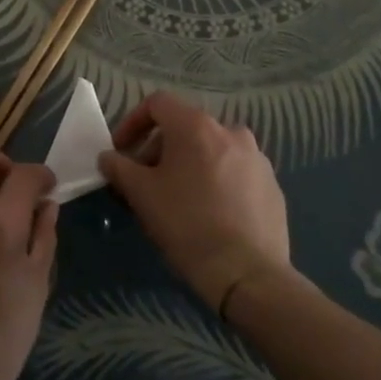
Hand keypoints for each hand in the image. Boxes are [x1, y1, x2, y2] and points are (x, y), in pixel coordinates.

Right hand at [99, 91, 290, 313]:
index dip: (133, 122)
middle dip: (159, 149)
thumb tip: (108, 157)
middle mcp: (230, 131)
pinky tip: (209, 213)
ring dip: (189, 164)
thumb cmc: (187, 225)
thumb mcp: (141, 195)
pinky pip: (235, 172)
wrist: (248, 275)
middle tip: (145, 181)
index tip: (121, 151)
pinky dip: (216, 181)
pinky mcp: (272, 185)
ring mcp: (256, 158)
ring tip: (177, 198)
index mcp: (197, 126)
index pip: (157, 104)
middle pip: (185, 127)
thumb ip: (119, 167)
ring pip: (211, 149)